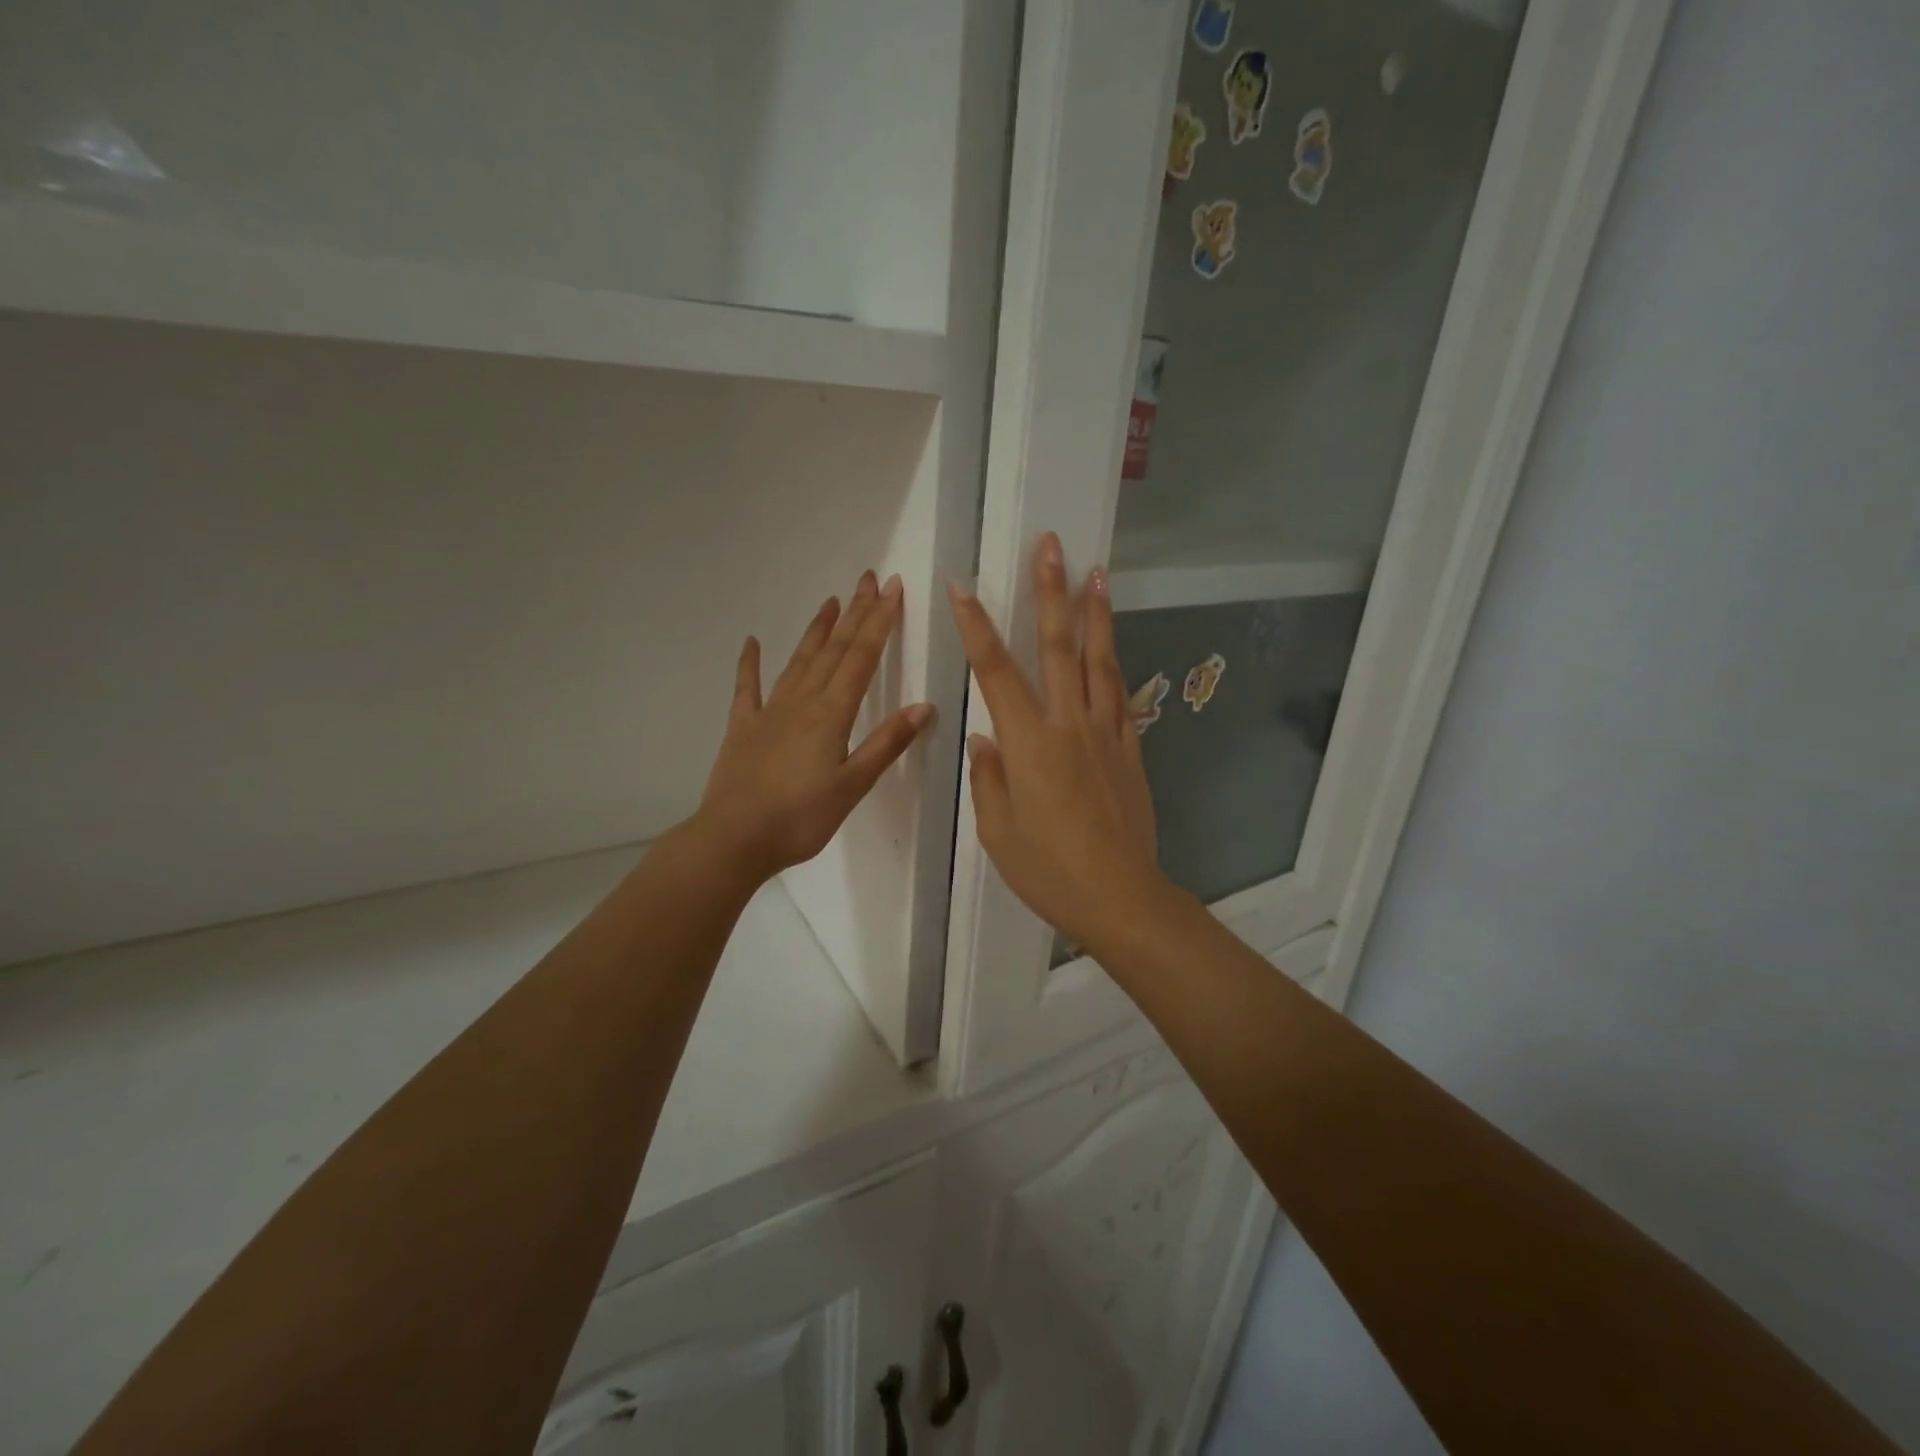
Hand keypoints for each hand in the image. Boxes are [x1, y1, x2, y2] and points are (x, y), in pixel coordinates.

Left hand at [697, 571, 932, 881]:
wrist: (734, 838)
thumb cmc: (800, 818)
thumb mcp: (853, 786)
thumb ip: (886, 744)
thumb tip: (923, 706)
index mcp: (831, 714)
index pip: (862, 658)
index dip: (879, 621)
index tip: (891, 588)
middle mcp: (802, 702)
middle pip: (833, 650)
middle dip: (854, 614)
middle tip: (867, 579)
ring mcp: (769, 711)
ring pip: (798, 661)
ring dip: (817, 630)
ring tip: (829, 602)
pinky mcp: (743, 727)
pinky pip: (747, 688)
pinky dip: (750, 663)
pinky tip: (752, 642)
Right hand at [947, 533, 1169, 952]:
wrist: (1121, 896)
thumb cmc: (1049, 870)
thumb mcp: (998, 832)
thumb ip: (989, 777)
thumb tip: (985, 737)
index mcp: (1028, 743)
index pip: (995, 671)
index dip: (976, 626)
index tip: (963, 587)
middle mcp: (1069, 725)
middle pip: (1058, 647)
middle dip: (1051, 593)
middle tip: (1051, 547)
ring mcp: (1106, 734)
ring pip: (1100, 661)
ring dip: (1096, 614)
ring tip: (1097, 573)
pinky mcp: (1131, 750)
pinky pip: (1122, 698)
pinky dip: (1115, 667)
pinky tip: (1114, 650)